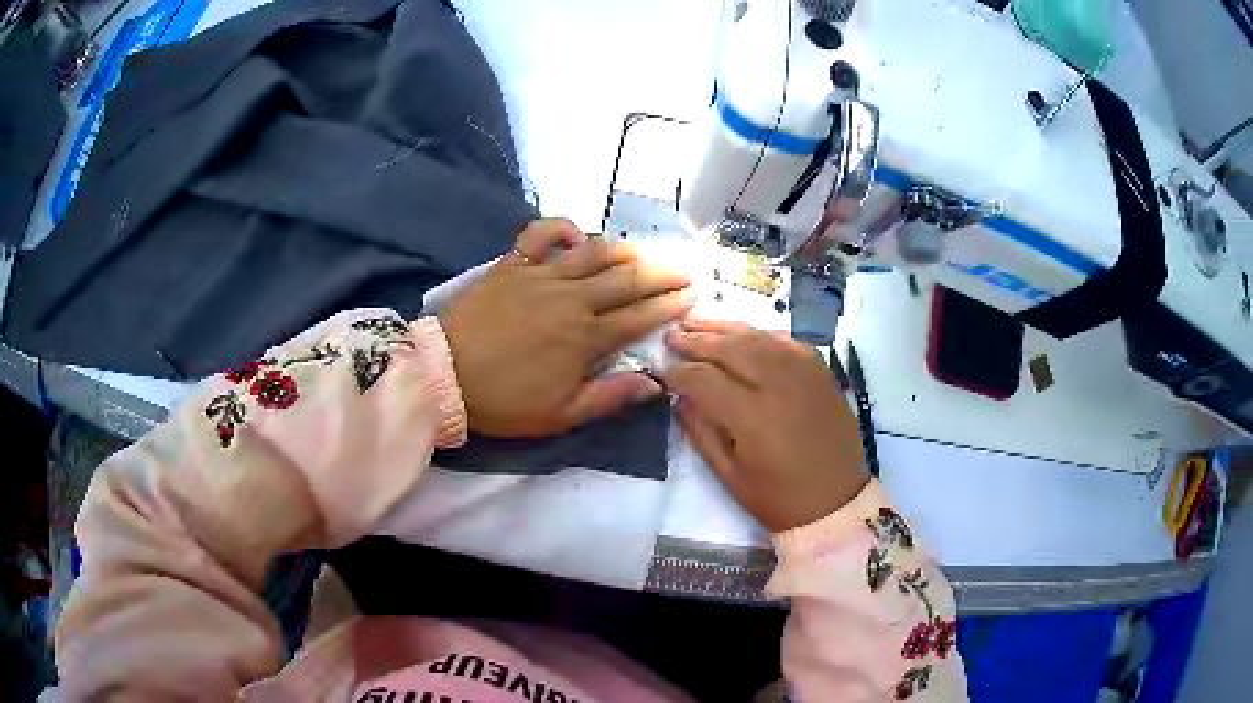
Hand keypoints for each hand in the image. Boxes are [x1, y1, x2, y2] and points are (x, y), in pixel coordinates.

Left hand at [439, 219, 694, 437]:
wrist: (444, 375)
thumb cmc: (504, 401)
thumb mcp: (560, 415)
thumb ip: (610, 397)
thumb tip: (656, 384)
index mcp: (585, 337)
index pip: (639, 316)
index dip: (670, 305)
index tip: (692, 297)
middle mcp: (571, 299)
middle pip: (626, 279)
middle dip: (661, 273)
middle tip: (684, 269)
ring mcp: (541, 276)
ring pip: (593, 252)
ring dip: (624, 250)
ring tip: (644, 253)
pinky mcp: (512, 264)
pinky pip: (539, 233)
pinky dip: (561, 228)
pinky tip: (575, 236)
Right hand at [663, 319, 868, 531]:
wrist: (837, 500)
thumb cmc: (780, 499)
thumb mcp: (730, 477)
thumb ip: (701, 433)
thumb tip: (681, 399)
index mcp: (752, 417)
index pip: (704, 379)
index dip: (679, 373)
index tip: (662, 371)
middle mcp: (778, 385)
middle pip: (729, 349)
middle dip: (696, 341)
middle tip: (671, 337)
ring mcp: (803, 372)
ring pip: (756, 336)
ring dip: (723, 328)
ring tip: (696, 323)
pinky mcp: (820, 370)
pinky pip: (784, 340)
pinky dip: (759, 333)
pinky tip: (742, 333)